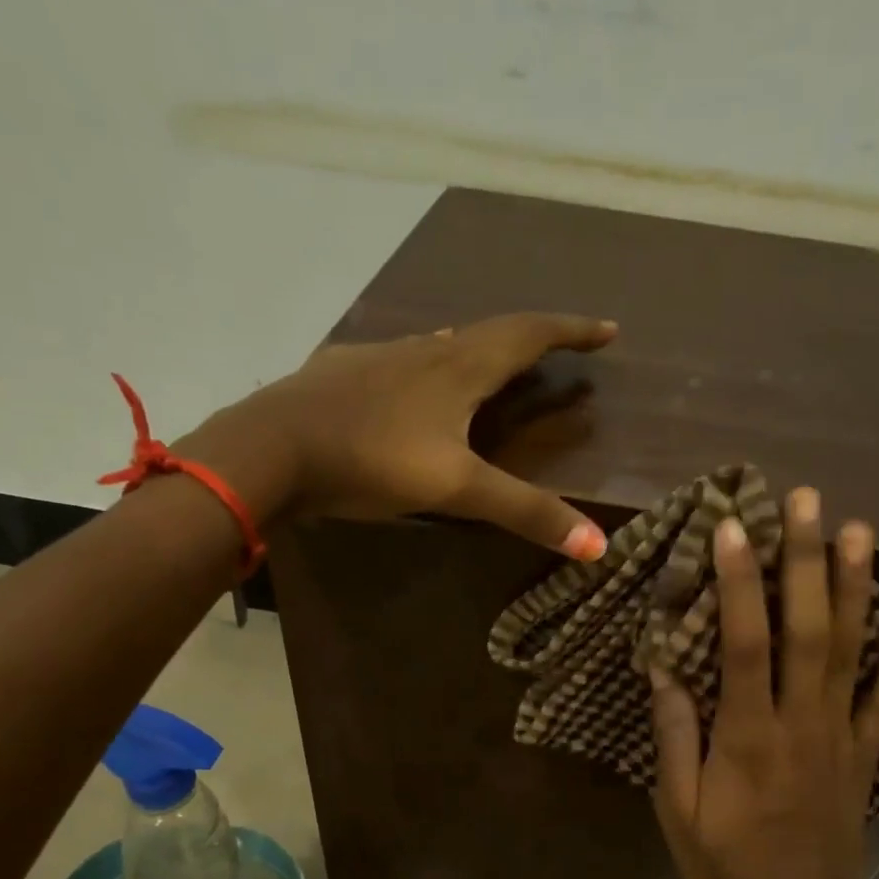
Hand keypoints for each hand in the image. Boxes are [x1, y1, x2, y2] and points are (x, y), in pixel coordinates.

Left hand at [176, 312, 616, 557]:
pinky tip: (413, 385)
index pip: (530, 335)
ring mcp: (379, 358)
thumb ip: (524, 512)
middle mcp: (424, 351)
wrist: (270, 448)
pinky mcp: (342, 373)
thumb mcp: (455, 489)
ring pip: (442, 344)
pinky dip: (427, 365)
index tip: (608, 330)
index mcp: (459, 368)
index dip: (573, 331)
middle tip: (558, 349)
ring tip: (495, 363)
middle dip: (533, 339)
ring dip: (478, 349)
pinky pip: (400, 360)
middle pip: (490, 333)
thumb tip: (599, 547)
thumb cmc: (370, 460)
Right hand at [649, 489, 878, 878]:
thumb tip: (664, 668)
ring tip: (858, 529)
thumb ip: (676, 737)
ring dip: (856, 587)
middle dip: (805, 560)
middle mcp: (801, 724)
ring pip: (853, 651)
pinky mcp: (867, 755)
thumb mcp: (678, 812)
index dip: (738, 582)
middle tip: (805, 500)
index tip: (732, 527)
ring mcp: (843, 737)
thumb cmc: (727, 871)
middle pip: (809, 630)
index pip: (745, 644)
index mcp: (748, 737)